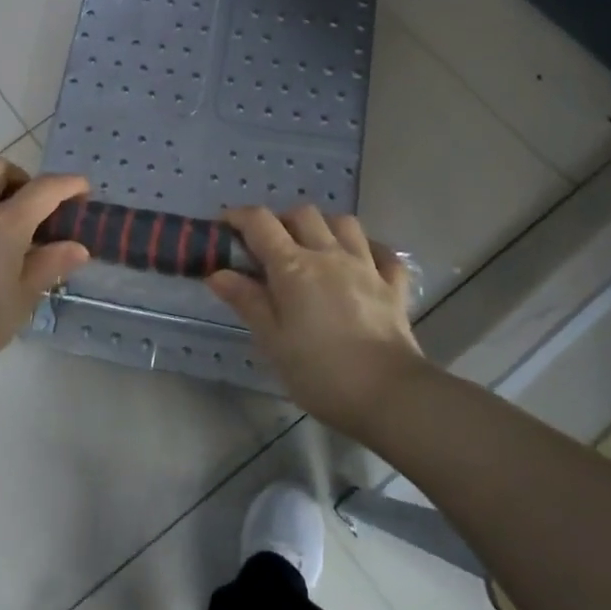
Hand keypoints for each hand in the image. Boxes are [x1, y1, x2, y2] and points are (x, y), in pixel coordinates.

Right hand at [208, 206, 426, 433]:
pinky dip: (368, 249)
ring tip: (312, 248)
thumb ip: (247, 301)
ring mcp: (366, 266)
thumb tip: (217, 273)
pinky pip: (383, 252)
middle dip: (280, 220)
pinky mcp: (393, 286)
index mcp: (294, 266)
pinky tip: (360, 261)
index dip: (238, 217)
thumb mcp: (272, 341)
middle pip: (302, 214)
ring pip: (343, 223)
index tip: (224, 227)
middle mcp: (329, 254)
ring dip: (323, 226)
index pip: (260, 222)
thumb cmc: (320, 372)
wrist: (389, 395)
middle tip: (268, 246)